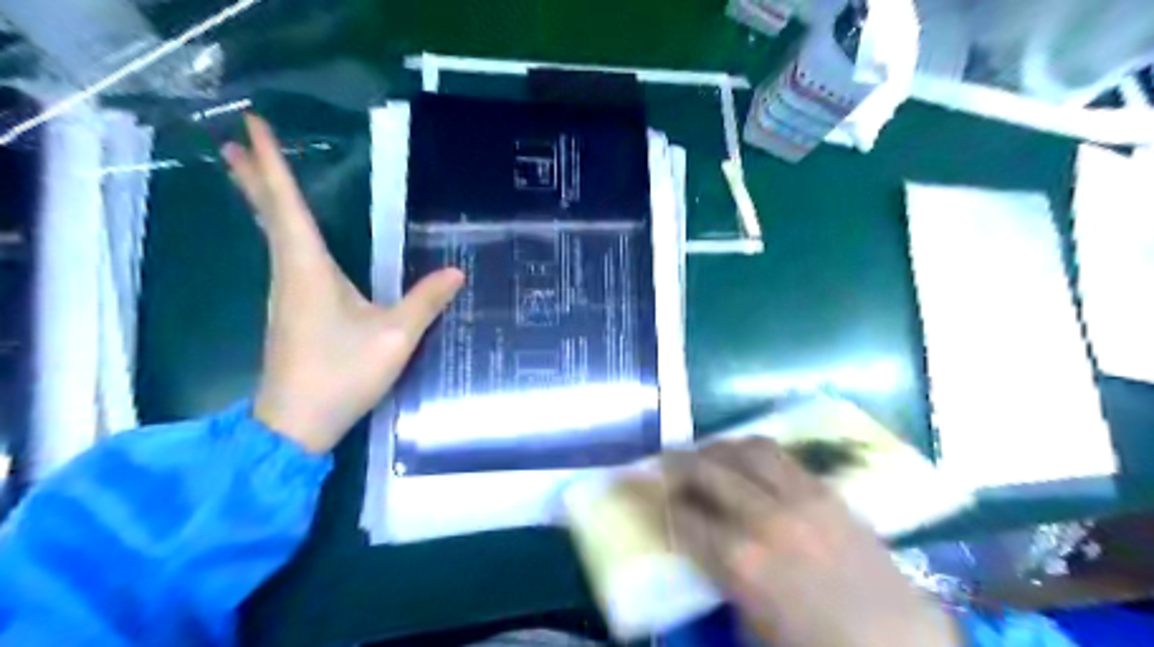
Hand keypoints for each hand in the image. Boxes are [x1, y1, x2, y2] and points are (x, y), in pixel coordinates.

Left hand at [222, 115, 462, 451]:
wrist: (295, 424)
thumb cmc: (341, 374)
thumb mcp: (395, 337)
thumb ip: (425, 301)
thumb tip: (457, 271)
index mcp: (308, 269)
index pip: (287, 206)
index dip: (271, 164)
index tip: (251, 126)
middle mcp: (289, 274)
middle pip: (269, 216)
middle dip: (254, 177)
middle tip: (236, 141)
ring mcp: (285, 295)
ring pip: (271, 235)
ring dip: (263, 202)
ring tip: (256, 177)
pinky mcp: (290, 313)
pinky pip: (281, 257)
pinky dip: (277, 231)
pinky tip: (286, 236)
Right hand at [652, 438, 962, 642]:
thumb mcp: (749, 625)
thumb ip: (715, 576)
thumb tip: (693, 543)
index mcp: (740, 562)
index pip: (681, 515)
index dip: (654, 500)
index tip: (641, 491)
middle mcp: (765, 519)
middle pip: (707, 470)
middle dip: (675, 463)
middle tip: (660, 462)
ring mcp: (800, 498)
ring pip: (744, 448)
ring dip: (715, 446)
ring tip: (701, 452)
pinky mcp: (826, 490)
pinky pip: (779, 453)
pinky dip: (750, 447)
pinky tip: (742, 455)